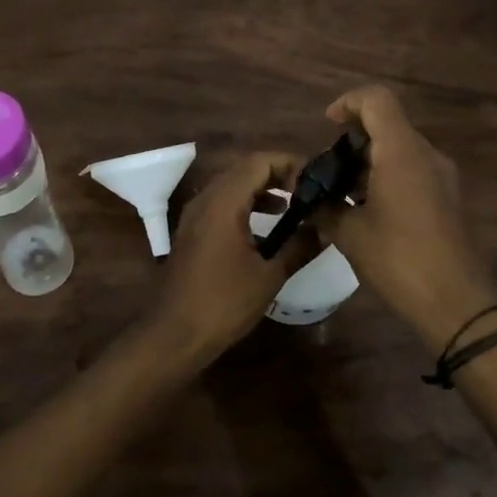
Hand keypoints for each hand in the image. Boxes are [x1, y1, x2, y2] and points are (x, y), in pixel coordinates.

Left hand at [152, 151, 304, 363]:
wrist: (173, 335)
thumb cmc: (223, 303)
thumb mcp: (269, 276)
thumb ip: (298, 247)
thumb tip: (323, 229)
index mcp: (224, 202)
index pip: (259, 161)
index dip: (289, 163)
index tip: (315, 178)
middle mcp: (206, 199)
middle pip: (245, 168)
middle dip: (278, 173)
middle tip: (308, 189)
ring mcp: (195, 214)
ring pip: (232, 185)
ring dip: (262, 188)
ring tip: (293, 205)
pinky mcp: (192, 231)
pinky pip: (222, 203)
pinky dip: (246, 204)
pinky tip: (266, 227)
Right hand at [319, 86, 494, 350]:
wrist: (458, 304)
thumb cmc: (400, 261)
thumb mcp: (351, 235)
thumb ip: (326, 208)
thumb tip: (308, 200)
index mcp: (402, 152)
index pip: (377, 100)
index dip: (349, 102)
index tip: (328, 126)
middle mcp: (427, 155)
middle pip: (389, 124)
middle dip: (354, 140)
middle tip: (328, 172)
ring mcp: (444, 176)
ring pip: (401, 149)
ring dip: (370, 161)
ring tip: (343, 195)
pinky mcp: (449, 198)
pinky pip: (414, 170)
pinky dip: (388, 177)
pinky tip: (369, 211)